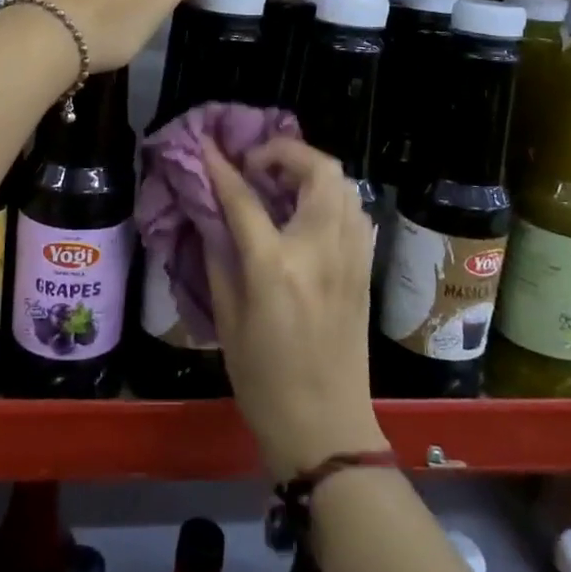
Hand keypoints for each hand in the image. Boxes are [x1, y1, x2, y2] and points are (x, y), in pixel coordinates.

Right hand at [203, 137, 388, 480]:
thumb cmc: (263, 380)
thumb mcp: (227, 318)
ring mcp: (350, 257)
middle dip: (284, 152)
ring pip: (344, 185)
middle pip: (317, 171)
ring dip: (311, 170)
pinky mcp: (364, 268)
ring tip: (280, 182)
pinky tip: (308, 212)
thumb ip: (219, 257)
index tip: (206, 145)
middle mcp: (320, 250)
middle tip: (255, 164)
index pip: (245, 198)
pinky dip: (332, 196)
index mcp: (276, 266)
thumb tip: (213, 214)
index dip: (222, 167)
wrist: (325, 426)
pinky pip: (355, 212)